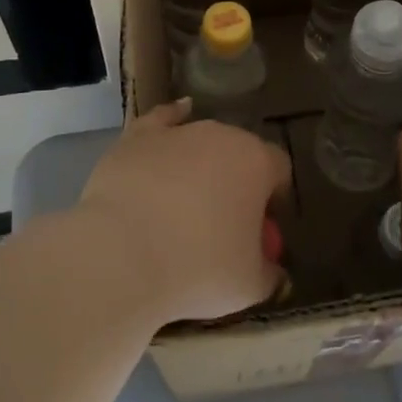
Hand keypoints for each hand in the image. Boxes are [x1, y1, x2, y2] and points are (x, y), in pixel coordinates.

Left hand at [77, 101, 289, 323]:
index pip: (279, 171)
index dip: (273, 200)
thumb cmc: (199, 270)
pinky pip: (161, 120)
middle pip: (239, 153)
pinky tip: (177, 114)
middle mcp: (221, 135)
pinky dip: (170, 120)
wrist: (122, 257)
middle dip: (236, 182)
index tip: (261, 232)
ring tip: (185, 203)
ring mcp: (177, 132)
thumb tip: (272, 270)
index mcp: (257, 163)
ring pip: (200, 141)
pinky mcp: (137, 137)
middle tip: (221, 225)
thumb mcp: (249, 286)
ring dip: (200, 164)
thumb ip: (268, 273)